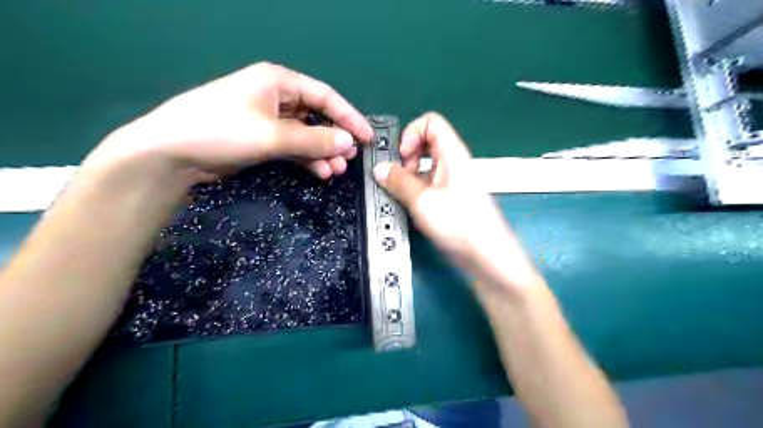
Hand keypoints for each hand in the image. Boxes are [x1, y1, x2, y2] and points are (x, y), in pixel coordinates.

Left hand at [86, 61, 374, 183]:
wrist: (172, 153)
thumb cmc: (222, 131)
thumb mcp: (272, 135)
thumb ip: (313, 139)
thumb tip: (348, 143)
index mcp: (279, 82)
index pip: (325, 96)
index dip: (349, 116)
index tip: (367, 136)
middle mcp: (277, 97)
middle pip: (318, 116)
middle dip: (335, 138)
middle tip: (350, 158)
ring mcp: (270, 120)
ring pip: (307, 135)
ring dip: (323, 152)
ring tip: (336, 171)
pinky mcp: (263, 139)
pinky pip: (295, 147)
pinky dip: (308, 159)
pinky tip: (320, 172)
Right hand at [373, 113, 537, 286]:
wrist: (487, 257)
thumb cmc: (461, 225)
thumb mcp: (424, 201)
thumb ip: (399, 182)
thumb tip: (380, 168)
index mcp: (452, 154)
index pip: (431, 122)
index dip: (411, 133)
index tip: (401, 156)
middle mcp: (452, 164)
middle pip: (425, 143)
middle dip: (405, 155)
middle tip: (396, 176)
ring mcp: (450, 182)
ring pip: (423, 165)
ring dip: (407, 175)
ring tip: (398, 193)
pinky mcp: (447, 199)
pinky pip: (426, 184)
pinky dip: (413, 189)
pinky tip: (408, 206)